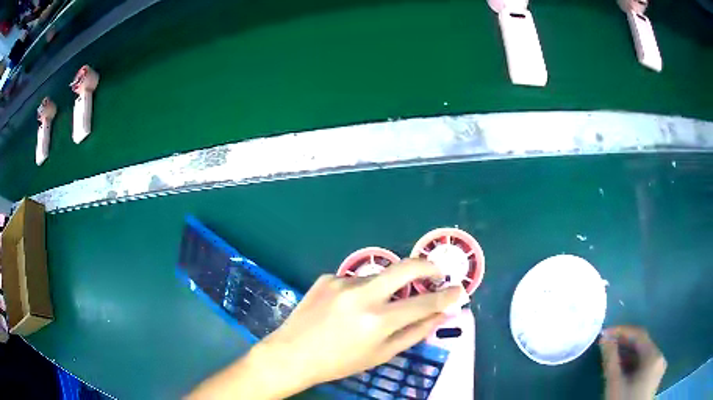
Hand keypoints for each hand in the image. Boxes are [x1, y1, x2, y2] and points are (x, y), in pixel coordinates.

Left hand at [188, 259, 463, 399]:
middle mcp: (362, 294)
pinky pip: (354, 280)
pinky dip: (360, 291)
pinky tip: (344, 309)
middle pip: (406, 267)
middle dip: (428, 267)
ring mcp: (342, 281)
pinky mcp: (327, 277)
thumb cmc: (340, 362)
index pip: (424, 303)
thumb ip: (414, 332)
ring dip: (386, 287)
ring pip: (378, 276)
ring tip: (370, 310)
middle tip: (436, 274)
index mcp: (377, 320)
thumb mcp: (381, 354)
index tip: (458, 290)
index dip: (446, 296)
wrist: (293, 353)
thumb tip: (440, 314)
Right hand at [599, 326, 666, 399]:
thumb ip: (611, 360)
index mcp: (654, 356)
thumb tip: (604, 338)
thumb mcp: (615, 384)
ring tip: (611, 360)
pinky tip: (621, 373)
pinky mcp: (654, 381)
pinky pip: (644, 367)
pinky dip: (632, 367)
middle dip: (624, 345)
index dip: (621, 331)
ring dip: (627, 357)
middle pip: (642, 346)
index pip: (639, 335)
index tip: (604, 334)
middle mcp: (660, 358)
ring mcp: (658, 370)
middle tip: (607, 347)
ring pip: (643, 358)